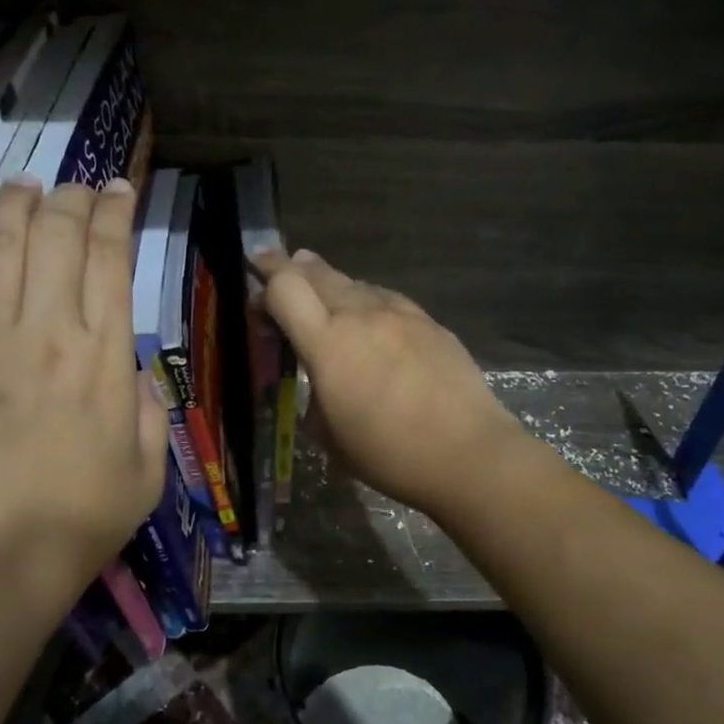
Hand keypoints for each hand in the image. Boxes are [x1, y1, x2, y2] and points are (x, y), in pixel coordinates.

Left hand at [0, 177, 167, 622]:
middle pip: (55, 234)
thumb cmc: (83, 517)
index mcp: (103, 356)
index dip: (115, 212)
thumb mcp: (149, 465)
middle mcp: (45, 331)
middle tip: (76, 190)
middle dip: (70, 198)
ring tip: (24, 191)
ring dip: (12, 205)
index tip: (118, 191)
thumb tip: (124, 365)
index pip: (109, 256)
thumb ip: (146, 405)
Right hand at [254, 249, 522, 518]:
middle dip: (291, 268)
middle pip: (317, 272)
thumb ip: (314, 398)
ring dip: (331, 284)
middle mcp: (361, 316)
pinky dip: (367, 301)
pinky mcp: (430, 322)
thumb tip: (320, 383)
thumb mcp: (330, 437)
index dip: (265, 277)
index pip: (285, 287)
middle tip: (276, 268)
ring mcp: (400, 314)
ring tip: (324, 294)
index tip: (255, 279)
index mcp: (328, 345)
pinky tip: (371, 318)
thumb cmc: (389, 455)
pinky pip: (387, 299)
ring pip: (355, 282)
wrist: (468, 453)